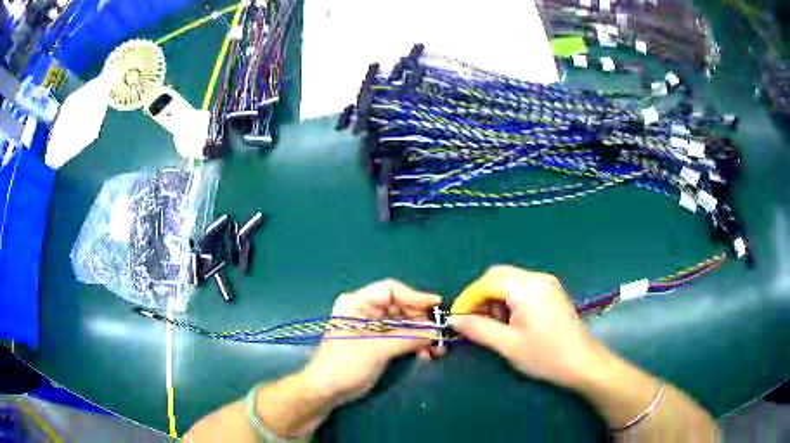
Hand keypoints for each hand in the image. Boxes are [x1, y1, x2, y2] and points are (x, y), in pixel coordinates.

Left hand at [302, 279, 442, 406]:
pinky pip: (402, 337)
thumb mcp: (376, 349)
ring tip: (436, 348)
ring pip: (404, 323)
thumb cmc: (345, 365)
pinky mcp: (379, 343)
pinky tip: (425, 355)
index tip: (436, 305)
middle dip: (421, 320)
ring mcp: (373, 327)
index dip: (414, 296)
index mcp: (357, 303)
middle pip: (400, 307)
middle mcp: (366, 311)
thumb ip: (407, 338)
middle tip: (438, 332)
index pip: (390, 290)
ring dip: (421, 334)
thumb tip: (435, 331)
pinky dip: (414, 343)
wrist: (328, 391)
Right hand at [448, 265, 595, 386]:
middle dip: (481, 296)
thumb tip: (453, 319)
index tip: (456, 317)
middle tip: (473, 320)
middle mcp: (537, 278)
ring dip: (495, 298)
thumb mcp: (507, 344)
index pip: (487, 281)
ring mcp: (547, 283)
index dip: (468, 298)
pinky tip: (509, 321)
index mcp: (527, 287)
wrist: (582, 362)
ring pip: (509, 281)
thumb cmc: (545, 355)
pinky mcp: (551, 292)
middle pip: (498, 276)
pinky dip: (509, 300)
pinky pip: (522, 288)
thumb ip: (478, 328)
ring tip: (492, 325)